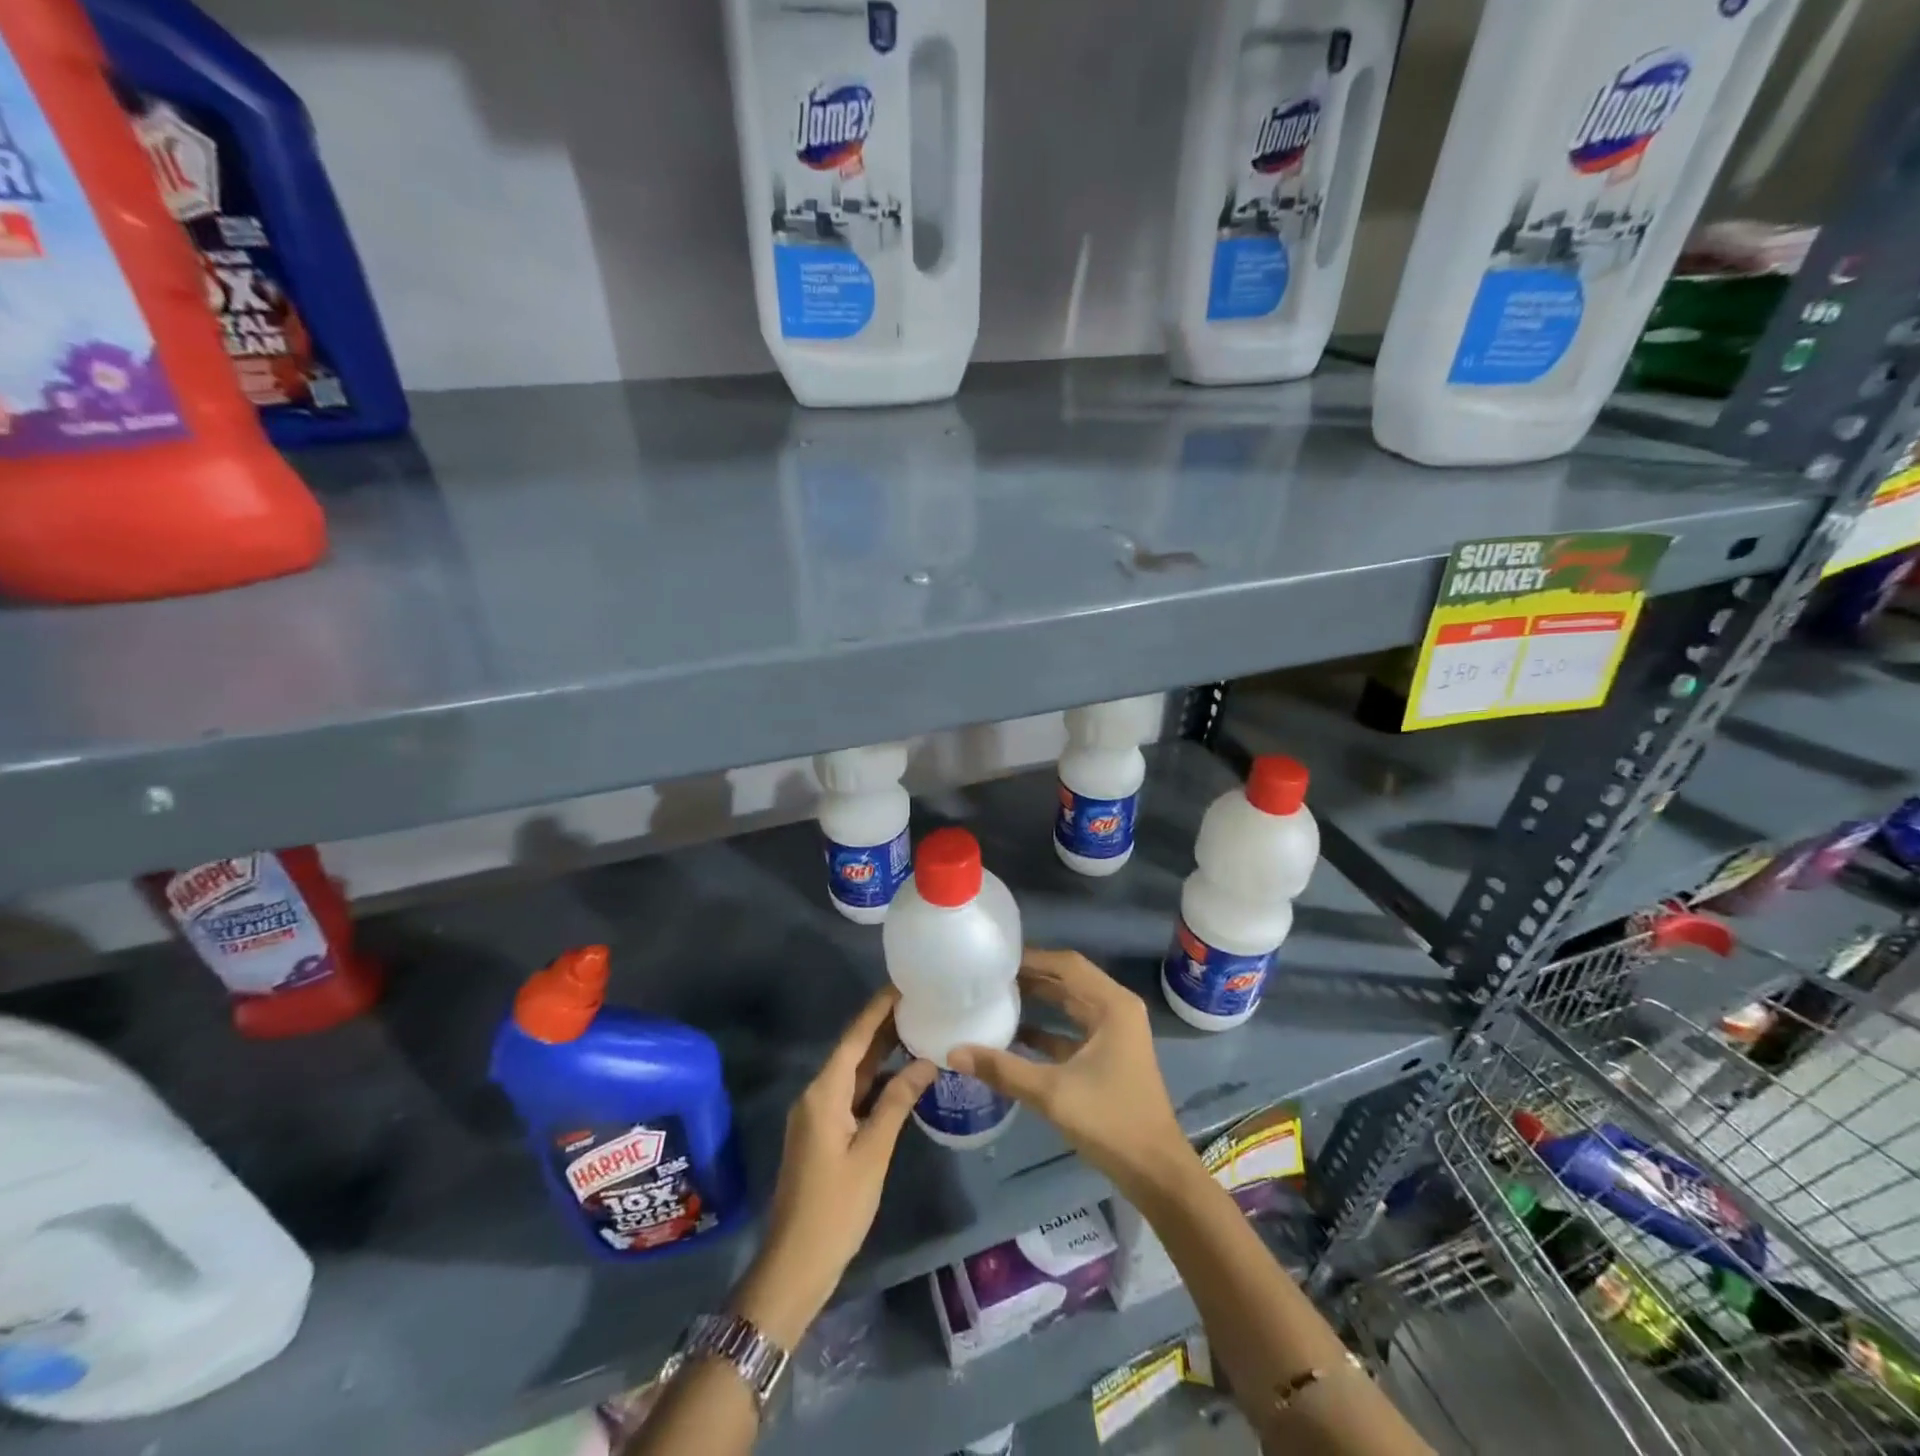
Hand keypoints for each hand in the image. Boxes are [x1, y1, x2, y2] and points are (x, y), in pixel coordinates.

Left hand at [730, 989, 934, 1347]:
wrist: (795, 1265)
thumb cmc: (835, 1208)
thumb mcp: (872, 1152)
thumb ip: (897, 1102)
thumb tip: (926, 1061)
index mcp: (824, 1093)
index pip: (854, 1038)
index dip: (877, 1009)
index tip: (902, 983)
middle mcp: (817, 1095)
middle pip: (853, 1051)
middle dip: (883, 1026)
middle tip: (919, 1001)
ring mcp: (819, 1115)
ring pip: (854, 1073)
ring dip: (882, 1053)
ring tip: (917, 1028)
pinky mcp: (825, 1133)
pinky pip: (853, 1094)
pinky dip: (877, 1081)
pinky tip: (902, 1075)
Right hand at [949, 949, 1190, 1199]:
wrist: (1155, 1172)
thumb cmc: (1110, 1120)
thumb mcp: (1052, 1092)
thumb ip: (1002, 1069)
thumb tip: (953, 1051)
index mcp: (1112, 1005)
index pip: (1067, 964)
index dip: (1032, 958)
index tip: (996, 959)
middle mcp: (1115, 1010)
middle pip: (1068, 980)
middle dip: (1031, 976)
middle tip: (990, 975)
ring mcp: (1114, 1034)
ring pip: (1069, 1005)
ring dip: (1038, 1000)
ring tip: (996, 995)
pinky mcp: (1108, 1056)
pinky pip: (1071, 1030)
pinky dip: (1046, 1029)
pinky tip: (1013, 1034)